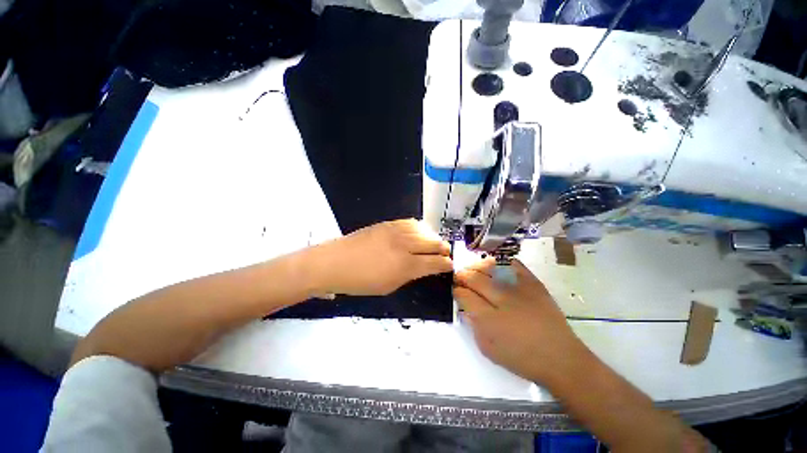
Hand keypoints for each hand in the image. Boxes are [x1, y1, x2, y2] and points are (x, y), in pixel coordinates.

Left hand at [314, 219, 452, 295]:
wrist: (336, 262)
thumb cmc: (361, 281)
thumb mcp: (389, 286)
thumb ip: (410, 275)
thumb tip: (423, 268)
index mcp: (406, 266)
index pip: (435, 262)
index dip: (446, 264)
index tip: (450, 265)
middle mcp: (406, 245)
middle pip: (434, 243)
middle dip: (444, 249)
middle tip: (445, 253)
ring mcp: (397, 231)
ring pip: (425, 230)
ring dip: (433, 238)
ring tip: (434, 243)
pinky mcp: (388, 223)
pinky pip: (411, 222)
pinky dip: (420, 228)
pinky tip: (419, 232)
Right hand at [454, 259, 590, 383]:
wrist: (560, 358)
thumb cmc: (521, 358)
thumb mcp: (488, 350)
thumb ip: (473, 327)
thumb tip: (466, 309)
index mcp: (487, 318)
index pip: (464, 295)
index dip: (457, 290)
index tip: (455, 289)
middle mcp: (501, 299)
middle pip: (475, 279)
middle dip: (463, 276)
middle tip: (460, 276)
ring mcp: (518, 290)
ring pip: (491, 270)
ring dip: (478, 268)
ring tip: (474, 269)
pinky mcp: (534, 285)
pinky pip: (516, 266)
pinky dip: (505, 263)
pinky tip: (498, 265)